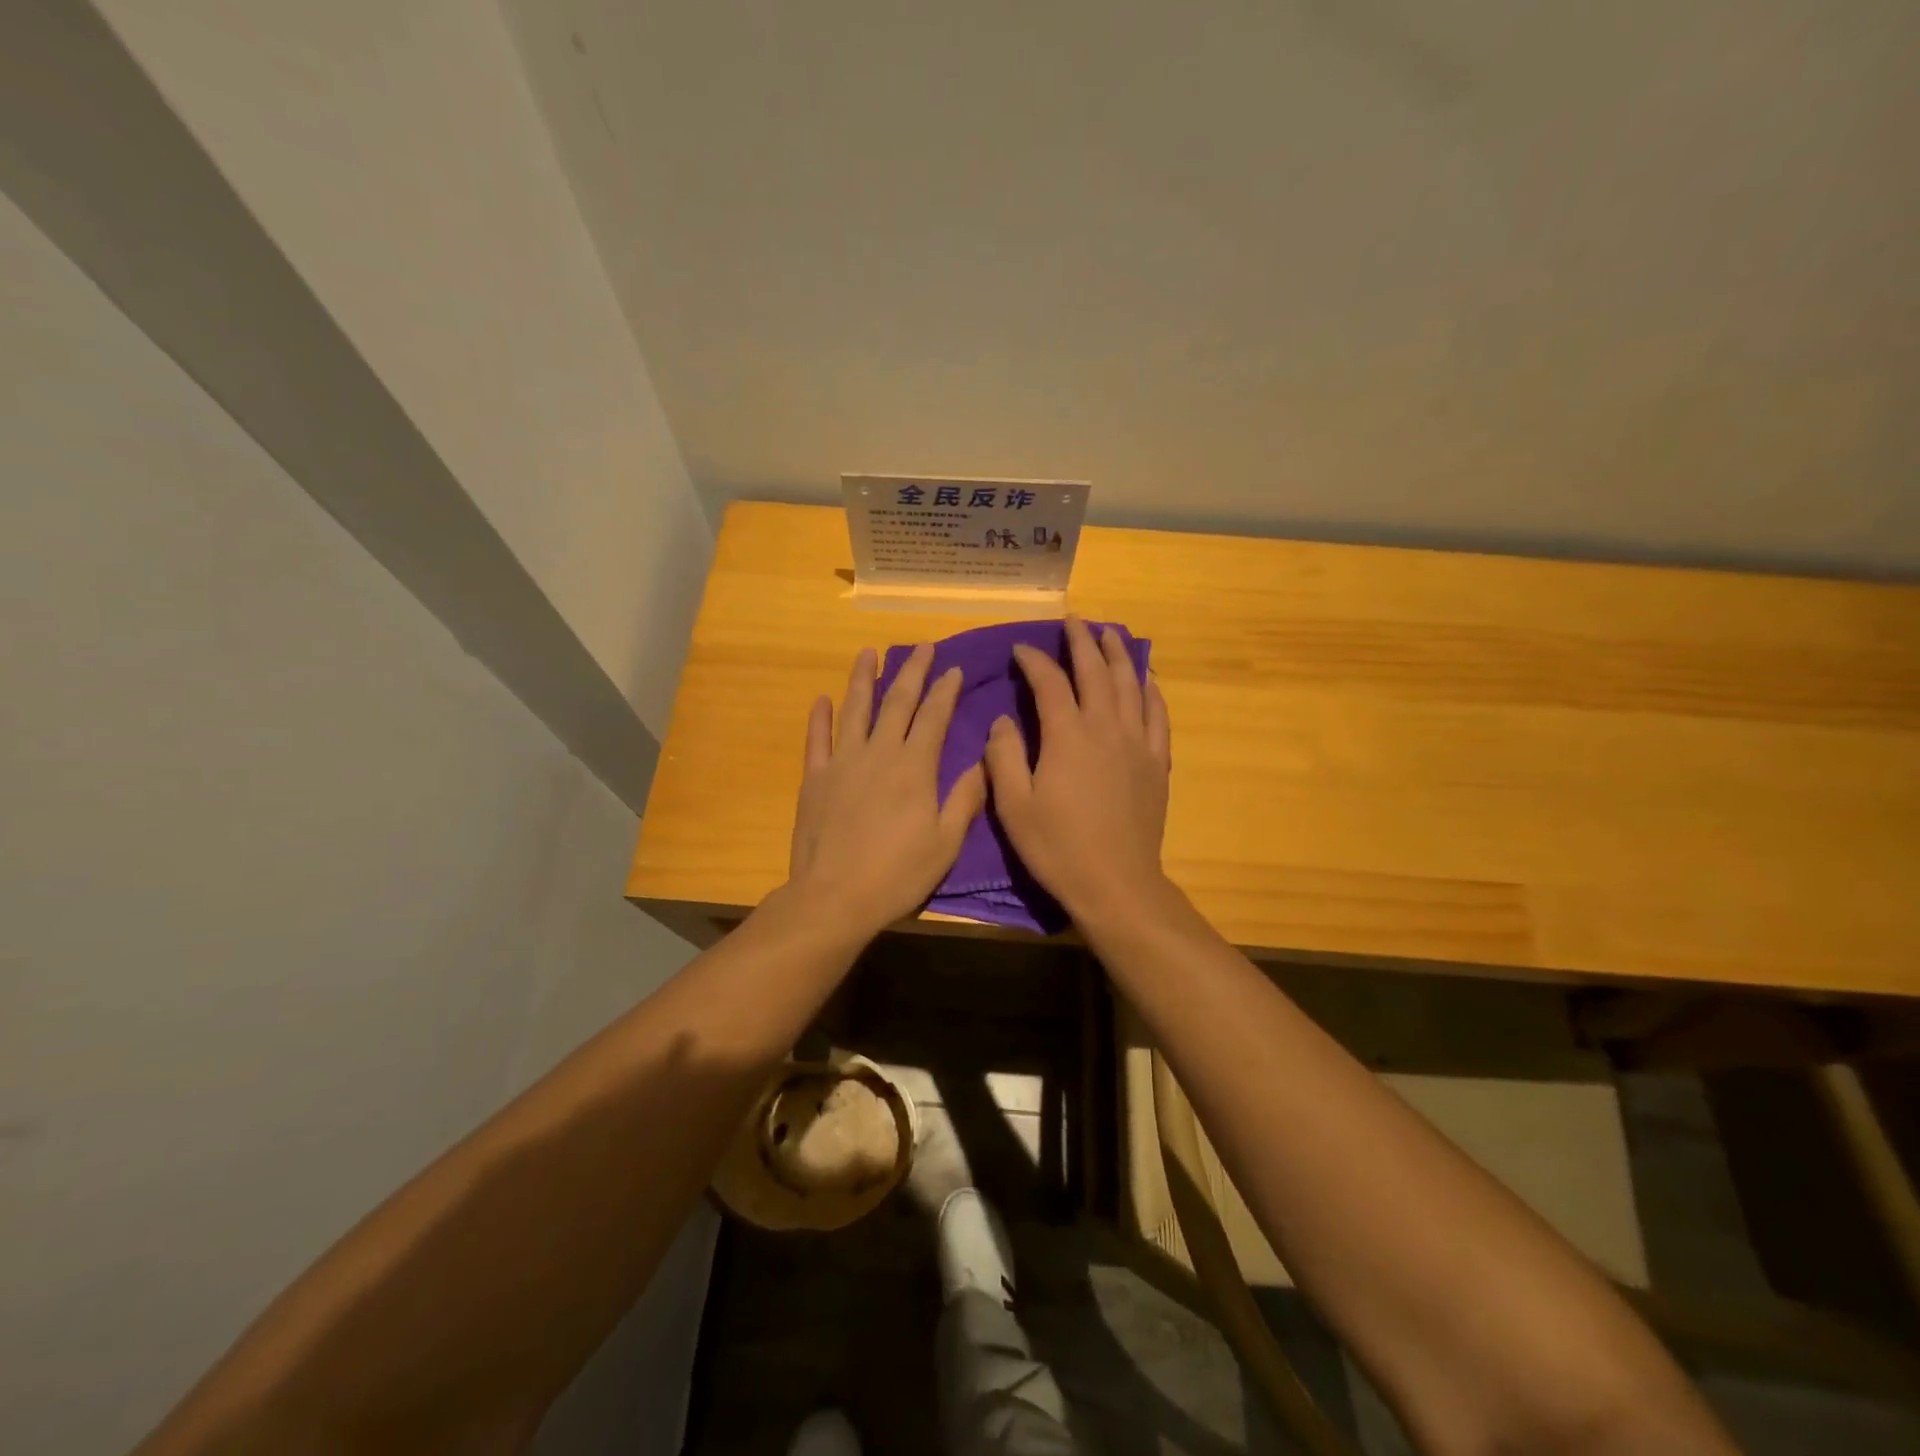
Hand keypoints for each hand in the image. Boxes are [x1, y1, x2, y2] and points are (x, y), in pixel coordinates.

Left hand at [786, 644, 986, 938]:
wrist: (834, 897)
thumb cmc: (897, 874)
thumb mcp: (946, 843)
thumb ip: (965, 799)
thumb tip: (984, 762)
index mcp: (914, 768)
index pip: (934, 717)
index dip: (945, 691)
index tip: (953, 669)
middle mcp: (879, 753)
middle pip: (897, 702)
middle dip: (912, 672)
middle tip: (922, 647)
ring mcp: (842, 763)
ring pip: (855, 710)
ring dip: (863, 679)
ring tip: (869, 653)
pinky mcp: (814, 779)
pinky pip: (817, 739)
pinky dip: (819, 717)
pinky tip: (822, 699)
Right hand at [984, 617, 1172, 928]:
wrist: (1116, 883)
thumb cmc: (1058, 847)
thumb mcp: (1014, 806)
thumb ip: (1005, 757)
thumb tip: (1003, 721)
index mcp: (1067, 736)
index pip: (1050, 683)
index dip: (1034, 661)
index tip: (1021, 649)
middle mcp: (1105, 728)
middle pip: (1095, 672)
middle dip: (1081, 642)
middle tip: (1072, 621)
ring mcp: (1136, 743)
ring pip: (1129, 685)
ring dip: (1118, 655)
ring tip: (1109, 634)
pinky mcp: (1156, 763)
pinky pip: (1157, 715)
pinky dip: (1151, 691)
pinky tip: (1147, 679)